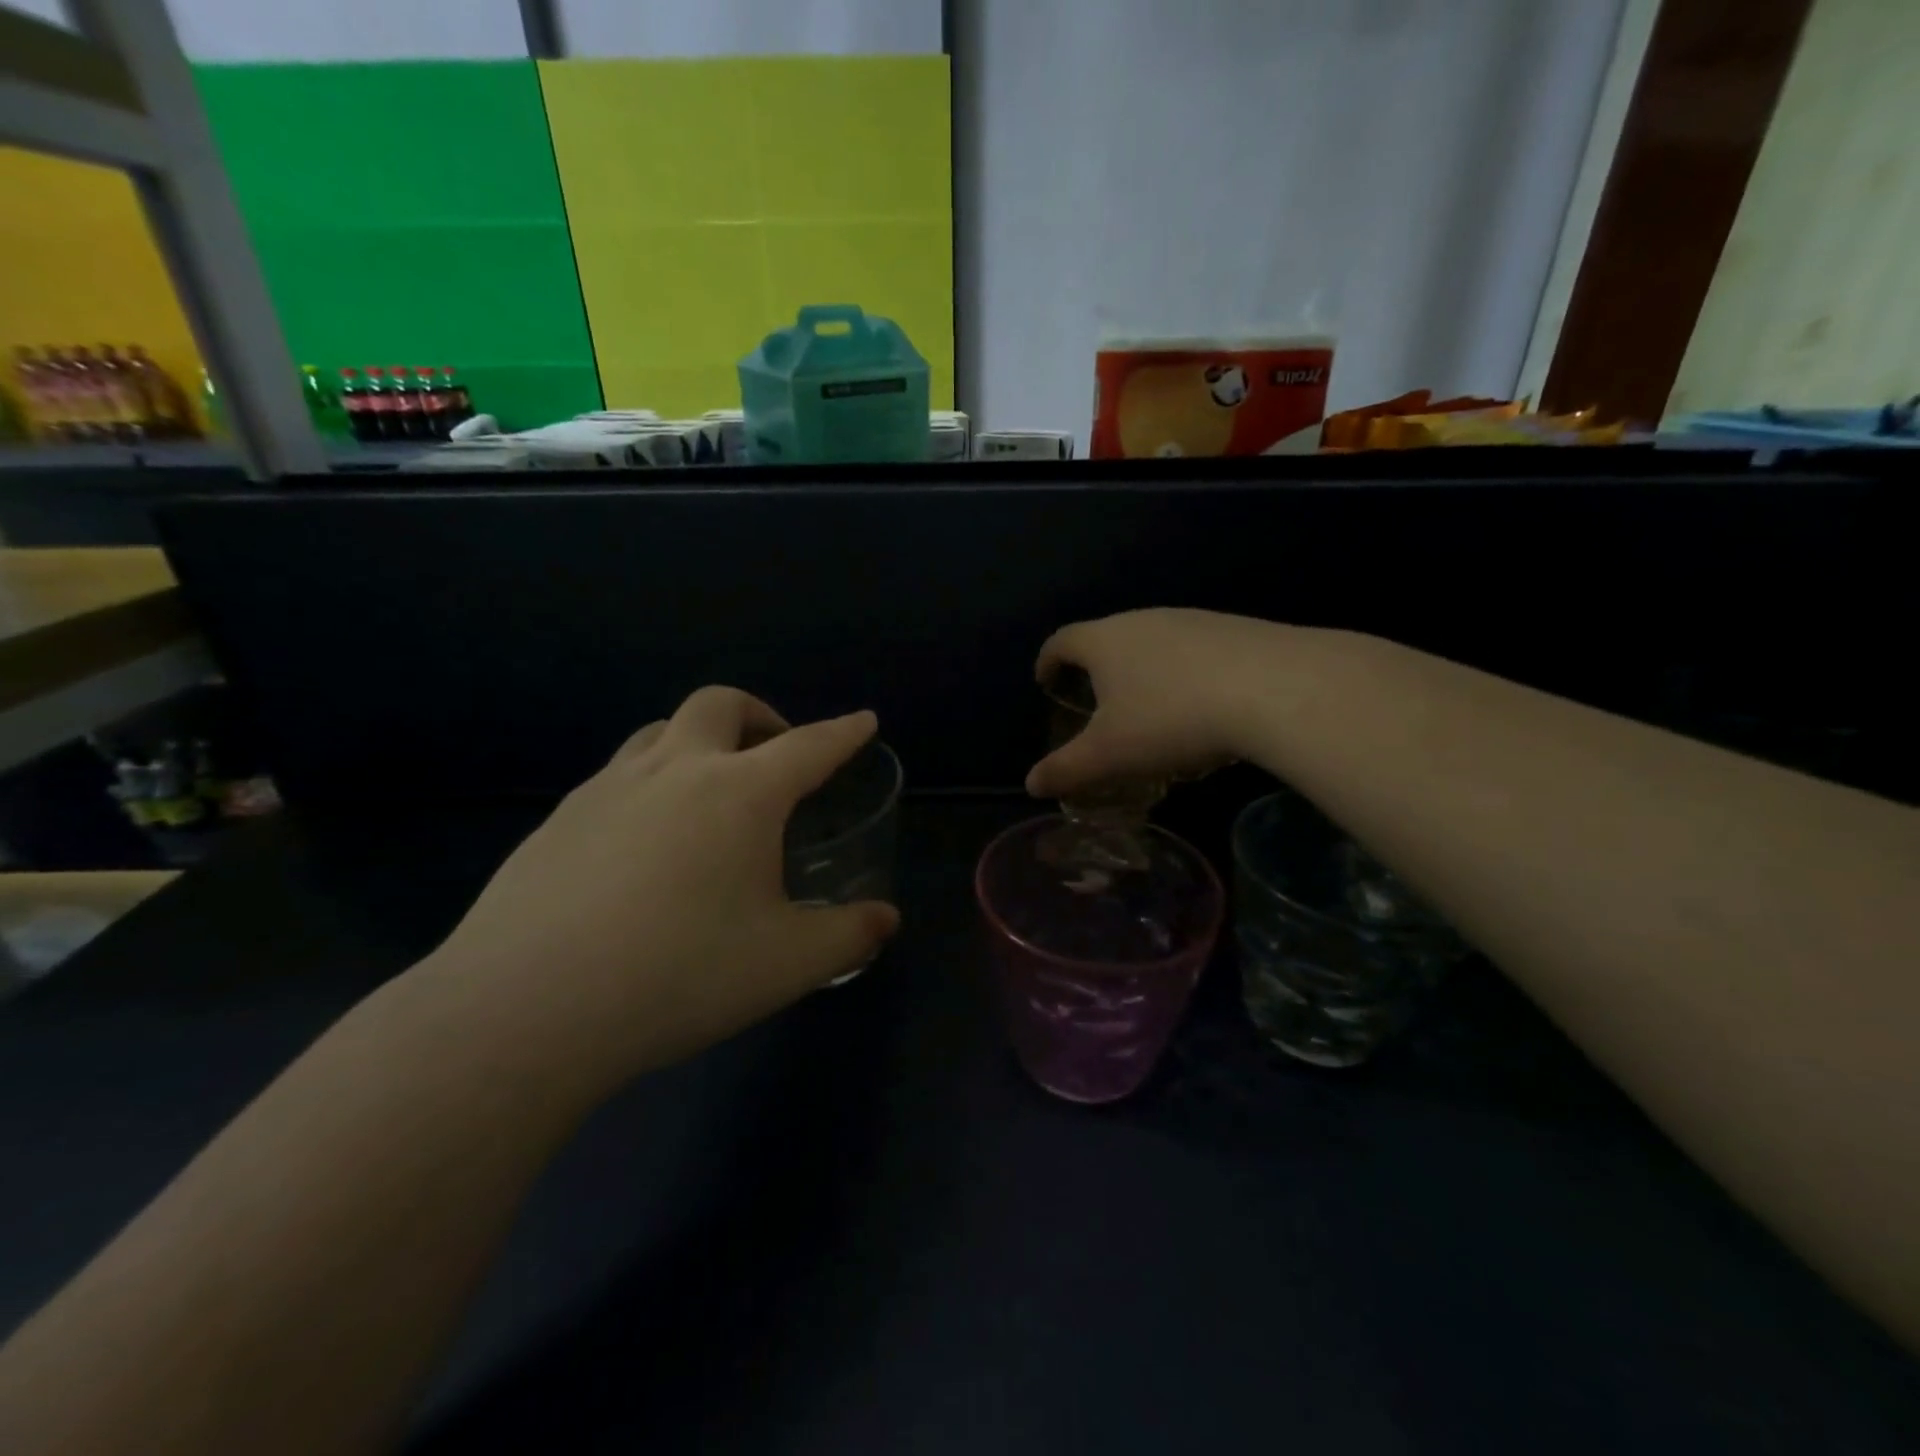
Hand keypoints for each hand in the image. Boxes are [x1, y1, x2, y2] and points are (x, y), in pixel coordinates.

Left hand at [420, 688, 899, 1099]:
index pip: (809, 746)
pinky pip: (617, 777)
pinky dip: (650, 785)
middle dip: (760, 715)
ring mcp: (607, 789)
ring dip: (698, 743)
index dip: (843, 733)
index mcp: (740, 793)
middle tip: (776, 754)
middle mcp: (674, 771)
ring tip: (711, 793)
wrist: (525, 1010)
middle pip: (721, 706)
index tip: (863, 721)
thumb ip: (848, 936)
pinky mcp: (557, 820)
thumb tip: (886, 920)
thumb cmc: (679, 975)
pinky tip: (645, 846)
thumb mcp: (786, 964)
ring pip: (660, 732)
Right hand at [1027, 608, 1292, 797]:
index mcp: (1104, 641)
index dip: (1047, 661)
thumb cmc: (1172, 719)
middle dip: (1095, 667)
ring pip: (1152, 643)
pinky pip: (1193, 650)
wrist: (1276, 688)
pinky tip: (1201, 705)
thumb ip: (1066, 769)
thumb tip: (1031, 784)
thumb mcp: (1110, 754)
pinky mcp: (1233, 629)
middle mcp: (1144, 619)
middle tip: (1095, 702)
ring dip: (1141, 670)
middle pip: (1107, 637)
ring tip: (1148, 707)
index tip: (1045, 681)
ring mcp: (1192, 620)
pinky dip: (1183, 673)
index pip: (1061, 641)